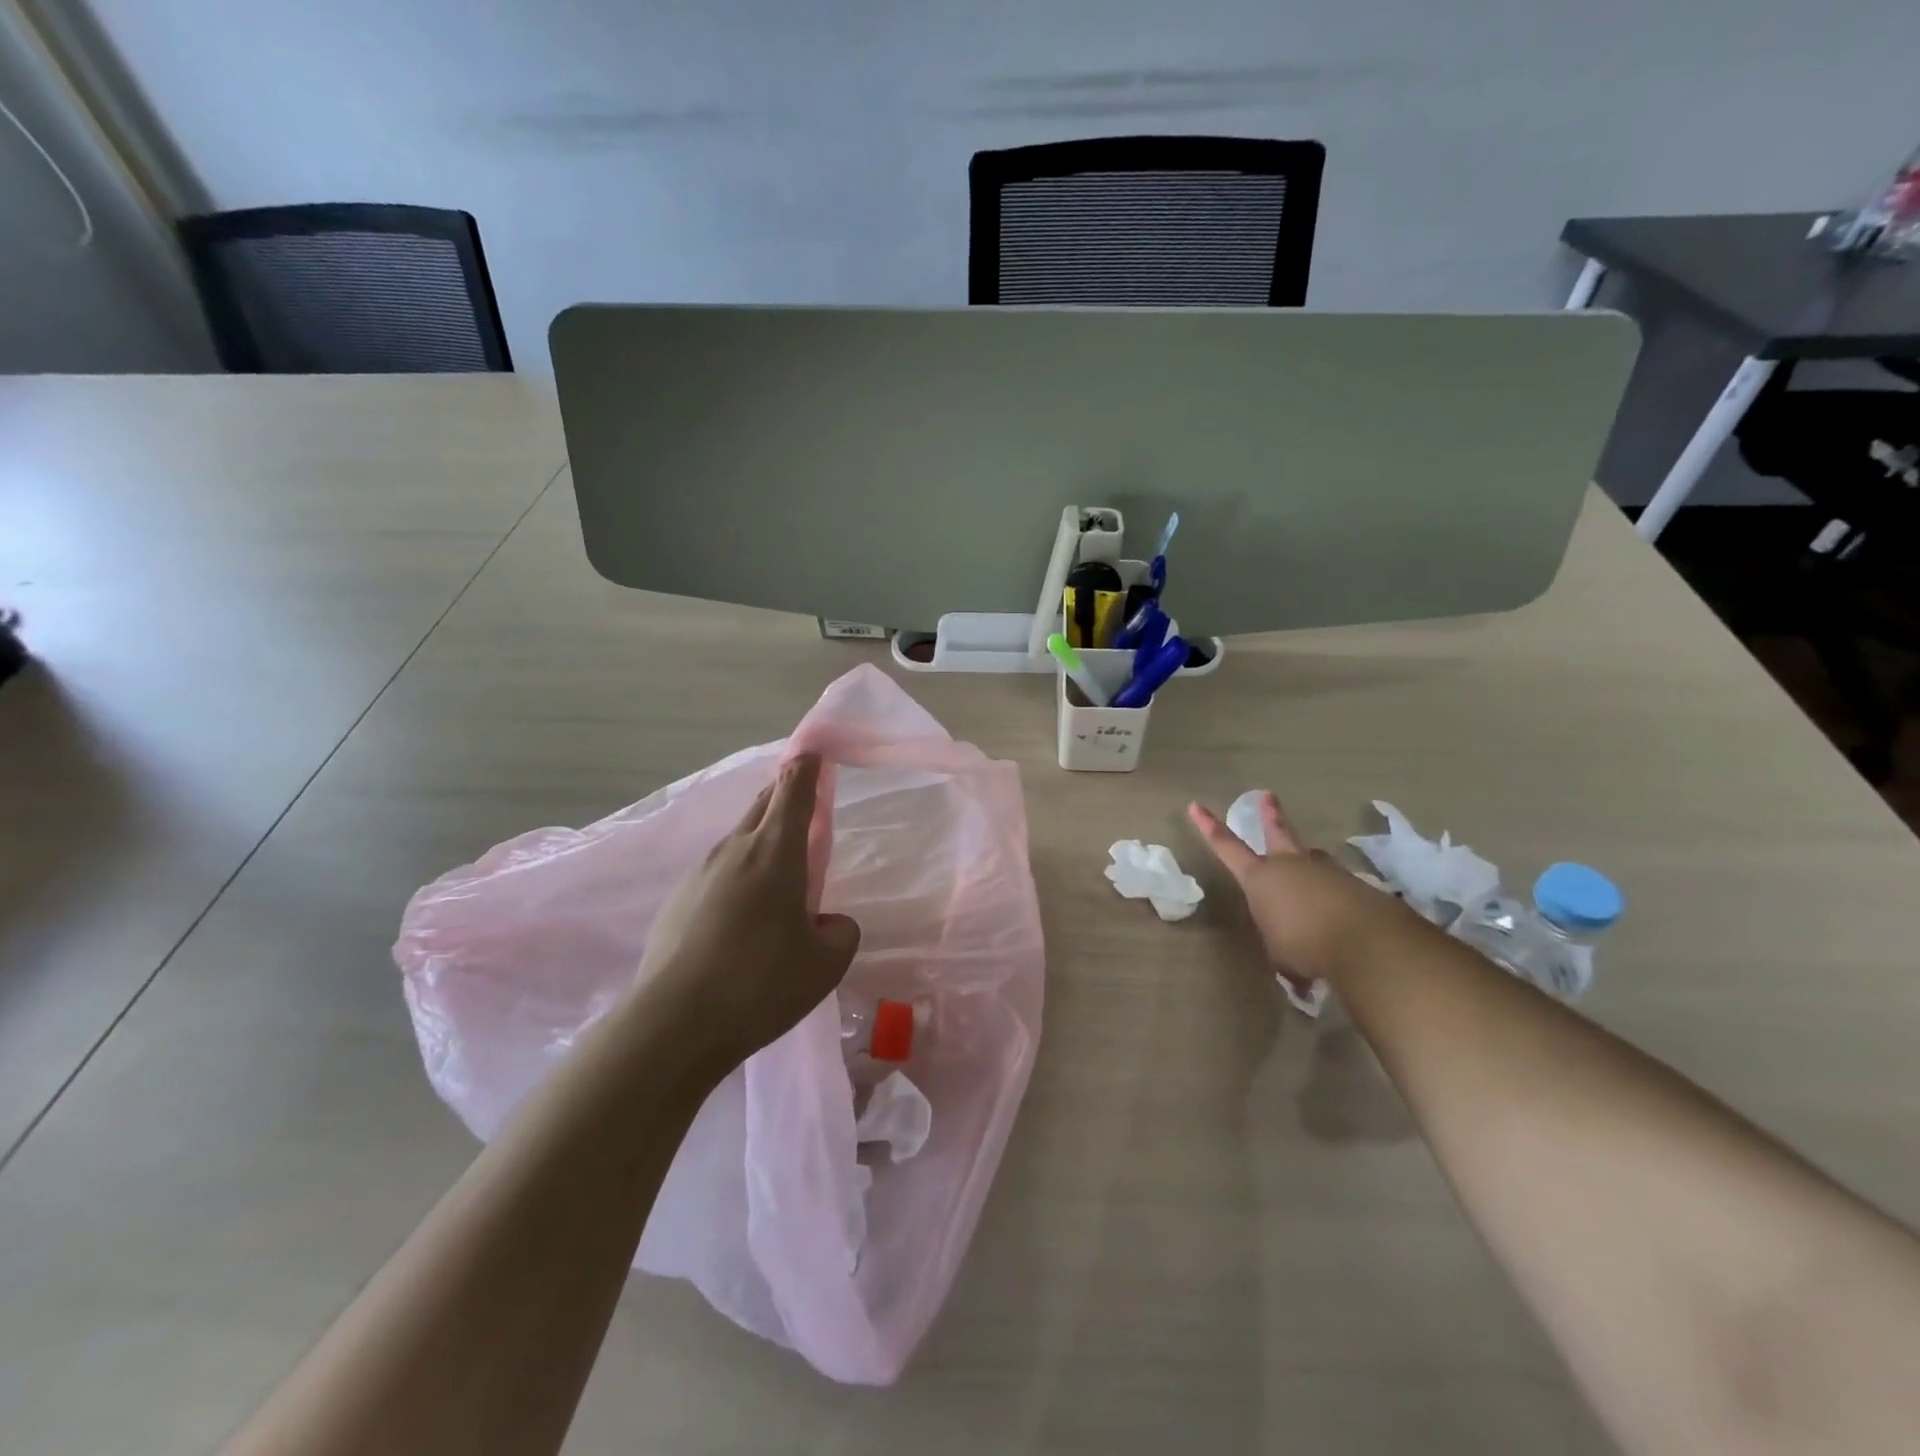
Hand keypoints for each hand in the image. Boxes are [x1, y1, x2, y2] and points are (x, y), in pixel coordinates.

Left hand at [635, 754, 860, 1074]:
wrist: (675, 1023)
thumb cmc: (762, 983)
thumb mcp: (826, 963)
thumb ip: (839, 931)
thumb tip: (825, 922)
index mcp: (776, 851)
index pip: (794, 789)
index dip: (806, 767)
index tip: (813, 752)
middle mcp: (736, 849)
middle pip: (763, 805)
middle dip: (785, 796)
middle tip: (804, 808)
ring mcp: (700, 872)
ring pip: (739, 839)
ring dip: (761, 841)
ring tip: (777, 877)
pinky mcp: (677, 900)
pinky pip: (717, 872)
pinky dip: (737, 876)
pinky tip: (742, 918)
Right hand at [1188, 791, 1398, 985]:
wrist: (1365, 942)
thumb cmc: (1303, 945)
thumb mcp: (1277, 951)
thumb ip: (1279, 939)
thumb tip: (1291, 948)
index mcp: (1260, 877)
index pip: (1226, 847)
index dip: (1209, 826)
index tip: (1196, 805)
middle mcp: (1290, 865)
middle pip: (1278, 832)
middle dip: (1271, 814)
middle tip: (1268, 796)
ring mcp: (1325, 871)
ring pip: (1312, 860)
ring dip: (1309, 865)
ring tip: (1311, 879)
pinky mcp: (1355, 885)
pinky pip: (1337, 887)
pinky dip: (1334, 898)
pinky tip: (1341, 919)